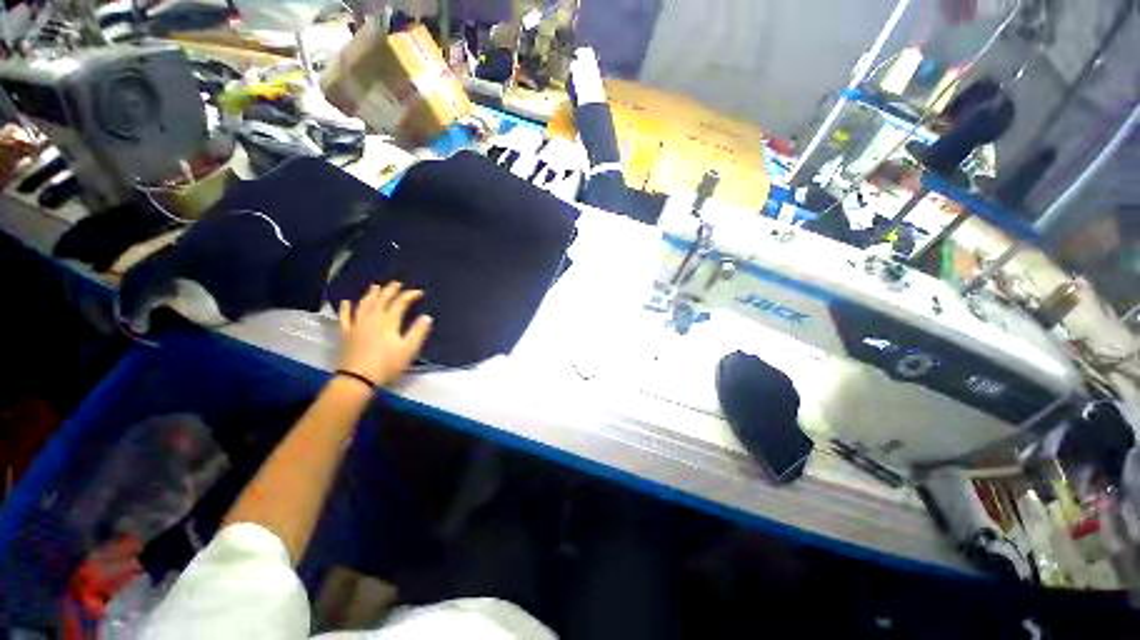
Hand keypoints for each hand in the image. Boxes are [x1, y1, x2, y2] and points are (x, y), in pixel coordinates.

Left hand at [337, 282, 432, 386]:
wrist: (357, 379)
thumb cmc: (387, 364)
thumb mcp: (409, 349)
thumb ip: (418, 331)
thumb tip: (427, 317)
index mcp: (389, 321)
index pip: (400, 303)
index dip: (410, 295)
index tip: (419, 293)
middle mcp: (372, 318)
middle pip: (381, 300)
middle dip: (390, 290)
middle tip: (397, 283)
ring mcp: (356, 324)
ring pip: (364, 304)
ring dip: (370, 294)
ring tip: (375, 287)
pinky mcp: (346, 333)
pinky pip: (345, 317)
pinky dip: (345, 308)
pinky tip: (346, 302)